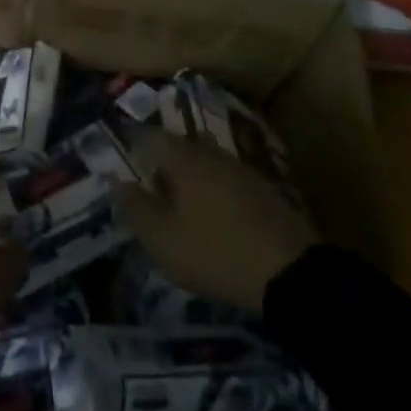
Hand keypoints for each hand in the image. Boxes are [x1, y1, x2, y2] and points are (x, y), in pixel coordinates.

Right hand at [113, 131, 316, 314]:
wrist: (291, 274)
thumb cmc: (214, 251)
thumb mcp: (161, 238)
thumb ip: (134, 207)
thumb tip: (118, 181)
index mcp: (182, 157)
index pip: (147, 136)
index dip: (130, 144)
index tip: (121, 161)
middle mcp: (211, 153)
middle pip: (178, 146)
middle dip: (160, 161)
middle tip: (148, 186)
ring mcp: (241, 169)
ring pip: (204, 162)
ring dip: (187, 177)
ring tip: (178, 204)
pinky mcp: (264, 190)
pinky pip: (225, 180)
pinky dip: (212, 190)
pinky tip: (211, 215)